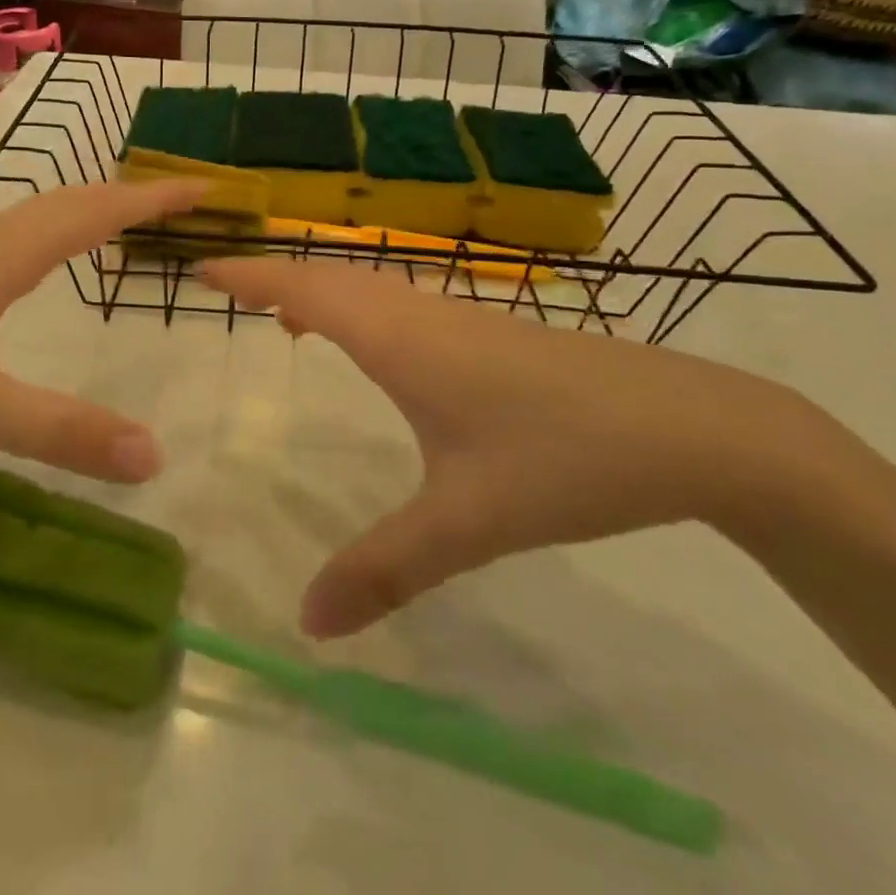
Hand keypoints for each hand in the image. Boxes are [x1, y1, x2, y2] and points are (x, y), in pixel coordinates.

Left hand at [0, 180, 206, 480]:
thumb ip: (61, 432)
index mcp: (1, 256)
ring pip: (38, 215)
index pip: (94, 212)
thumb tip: (154, 456)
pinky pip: (15, 235)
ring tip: (130, 218)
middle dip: (131, 196)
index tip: (205, 187)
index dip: (153, 199)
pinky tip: (46, 257)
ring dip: (91, 208)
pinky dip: (56, 230)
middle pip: (70, 201)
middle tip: (184, 200)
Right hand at [202, 257, 849, 636]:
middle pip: (330, 275)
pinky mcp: (488, 334)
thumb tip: (307, 623)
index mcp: (400, 340)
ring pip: (368, 285)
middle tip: (228, 288)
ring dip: (319, 288)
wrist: (693, 426)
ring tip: (282, 315)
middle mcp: (420, 315)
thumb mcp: (468, 522)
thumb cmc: (566, 459)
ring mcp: (458, 319)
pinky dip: (359, 306)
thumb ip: (386, 569)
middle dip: (274, 274)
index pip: (305, 289)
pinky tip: (371, 345)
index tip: (203, 271)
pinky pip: (398, 303)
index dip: (251, 276)